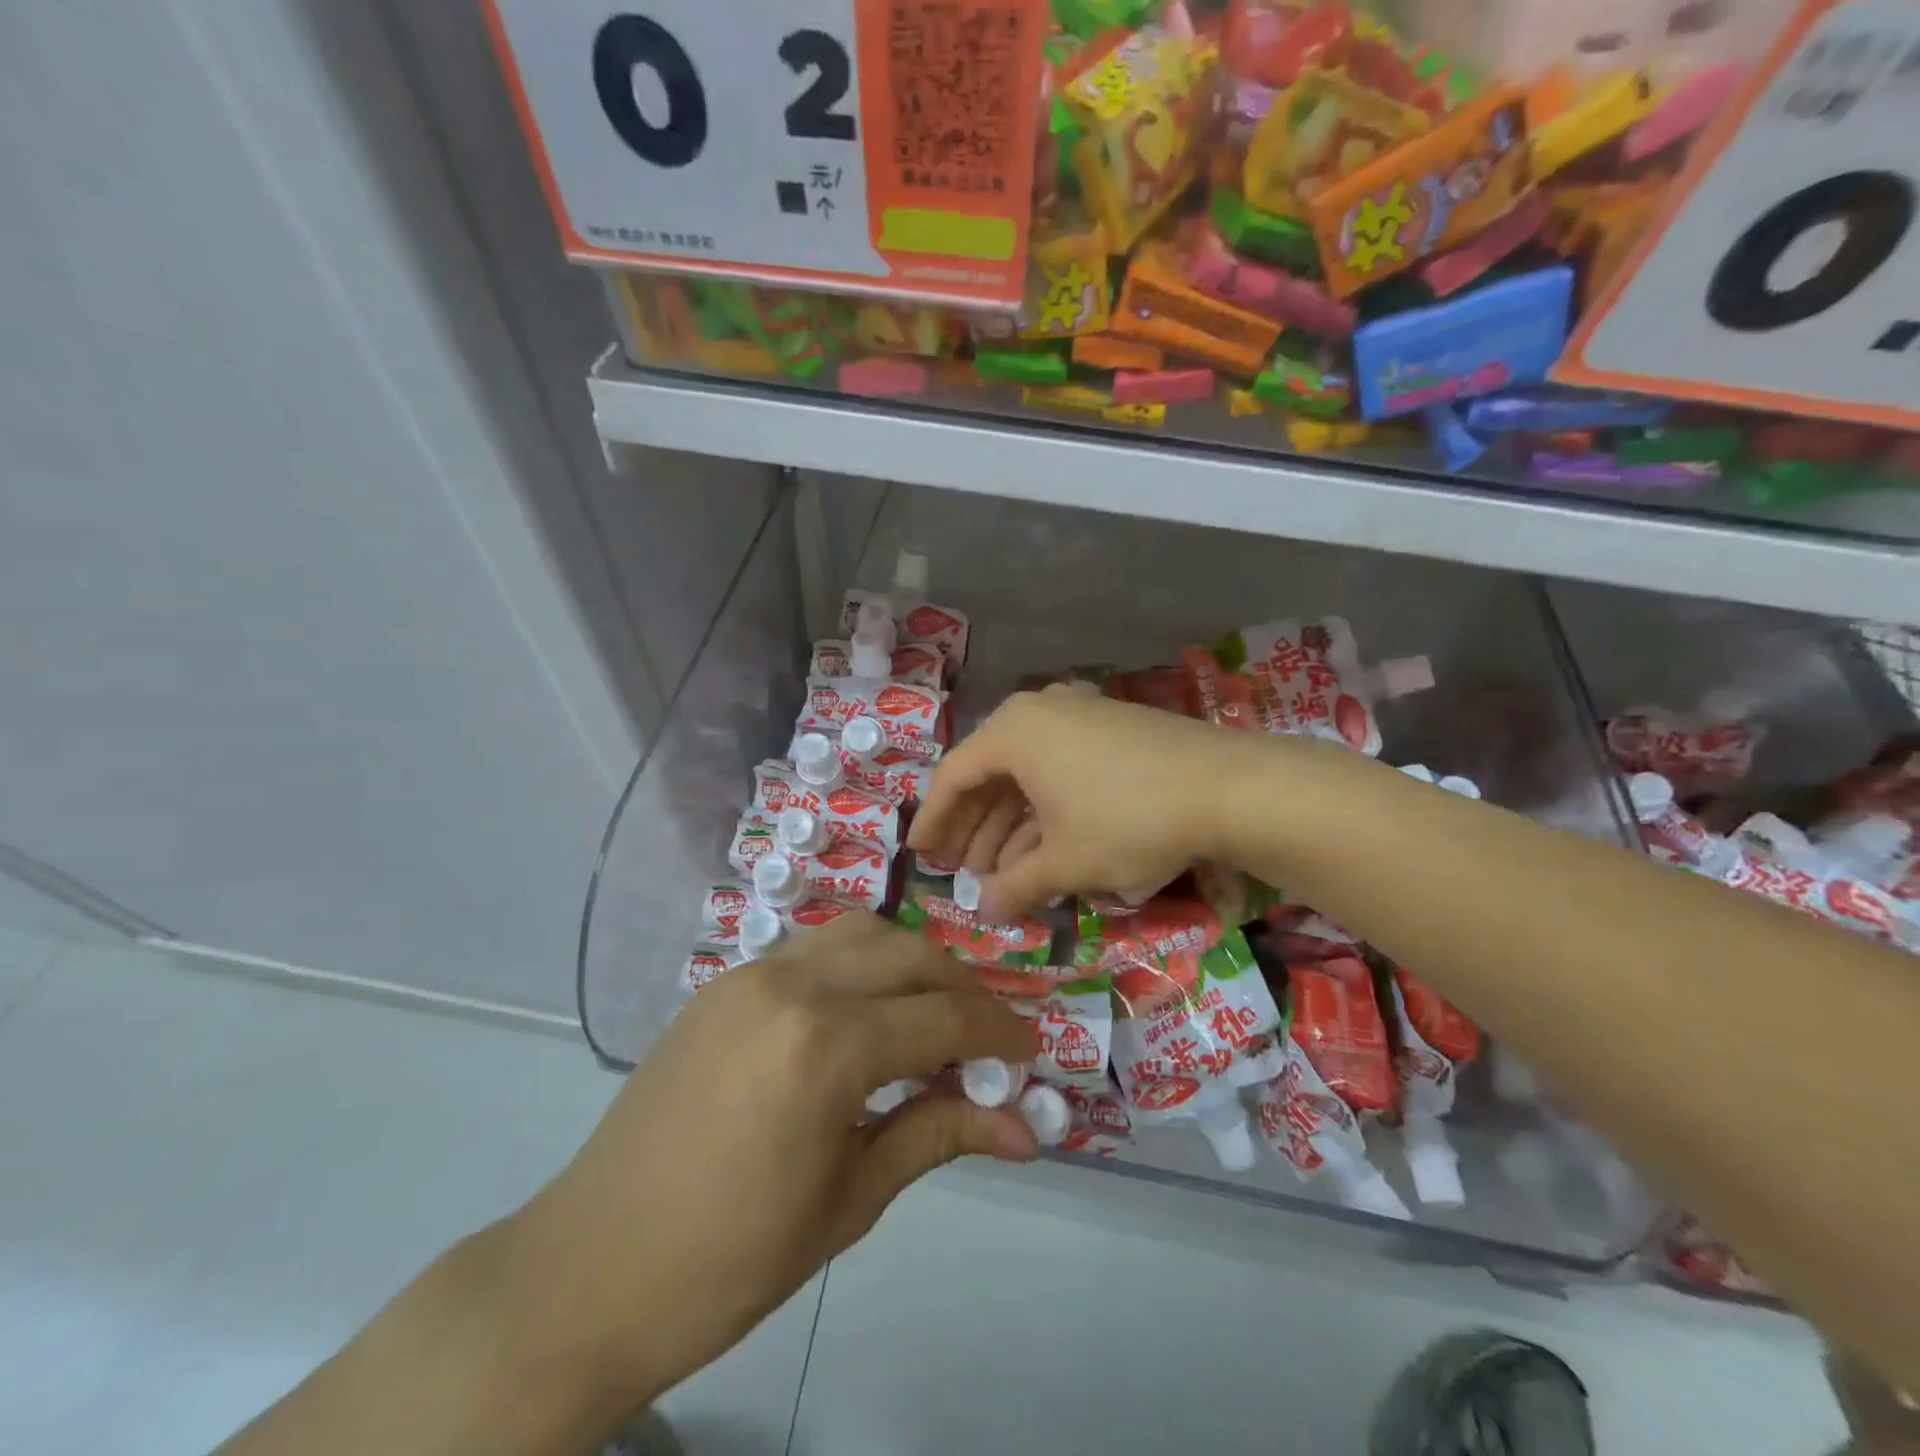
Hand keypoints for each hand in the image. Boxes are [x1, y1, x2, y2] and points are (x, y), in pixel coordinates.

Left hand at [505, 915, 1039, 1426]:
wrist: (591, 1267)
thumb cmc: (731, 1260)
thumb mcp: (851, 1201)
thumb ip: (939, 1135)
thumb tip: (1024, 1129)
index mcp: (826, 1049)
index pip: (942, 1017)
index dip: (998, 1031)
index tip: (1032, 1051)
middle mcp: (793, 987)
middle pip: (909, 956)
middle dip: (962, 988)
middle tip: (987, 1037)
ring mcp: (752, 975)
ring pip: (861, 933)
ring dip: (910, 962)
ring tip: (930, 1014)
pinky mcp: (726, 982)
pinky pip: (814, 947)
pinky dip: (859, 961)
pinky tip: (865, 1010)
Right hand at [909, 687, 1265, 919]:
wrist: (1228, 786)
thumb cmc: (1129, 819)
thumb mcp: (1066, 861)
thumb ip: (1016, 887)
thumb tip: (984, 914)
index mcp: (1014, 732)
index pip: (954, 776)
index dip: (934, 820)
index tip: (920, 855)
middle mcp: (1040, 712)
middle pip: (989, 773)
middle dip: (974, 827)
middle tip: (959, 870)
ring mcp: (1079, 715)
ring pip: (1027, 774)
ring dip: (1010, 824)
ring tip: (999, 872)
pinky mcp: (1111, 728)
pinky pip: (1059, 768)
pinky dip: (1045, 808)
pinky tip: (1043, 848)